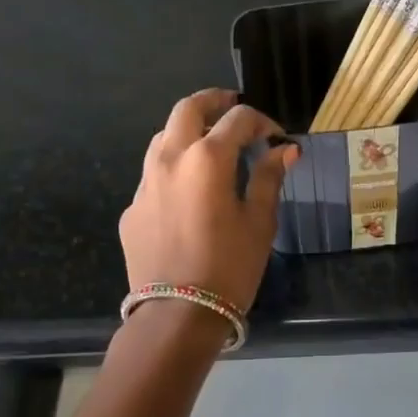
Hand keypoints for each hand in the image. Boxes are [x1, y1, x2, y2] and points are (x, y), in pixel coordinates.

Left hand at [121, 89, 296, 312]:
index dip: (262, 121)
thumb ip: (269, 178)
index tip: (276, 136)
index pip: (238, 120)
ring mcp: (145, 183)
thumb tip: (285, 149)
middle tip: (233, 107)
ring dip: (188, 130)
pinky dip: (174, 168)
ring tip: (209, 143)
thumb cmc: (229, 267)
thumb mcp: (259, 222)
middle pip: (188, 109)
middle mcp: (170, 159)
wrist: (177, 315)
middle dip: (213, 101)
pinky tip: (189, 191)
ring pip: (164, 136)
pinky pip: (153, 174)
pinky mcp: (132, 208)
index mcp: (208, 158)